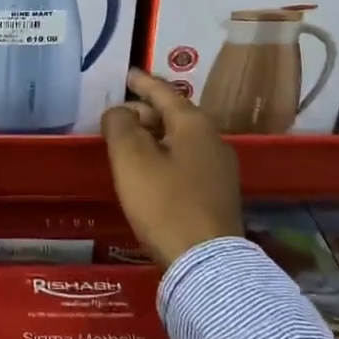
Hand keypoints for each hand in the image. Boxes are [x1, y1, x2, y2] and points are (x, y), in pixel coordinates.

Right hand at [100, 69, 242, 267]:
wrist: (206, 264)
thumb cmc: (165, 203)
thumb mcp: (131, 158)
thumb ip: (120, 125)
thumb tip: (120, 112)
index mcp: (194, 124)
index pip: (164, 92)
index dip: (142, 82)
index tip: (127, 74)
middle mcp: (213, 139)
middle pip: (174, 115)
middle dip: (145, 112)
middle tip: (118, 118)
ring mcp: (220, 168)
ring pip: (180, 139)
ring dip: (154, 136)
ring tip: (129, 144)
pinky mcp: (218, 194)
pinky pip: (186, 161)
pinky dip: (165, 156)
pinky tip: (150, 172)